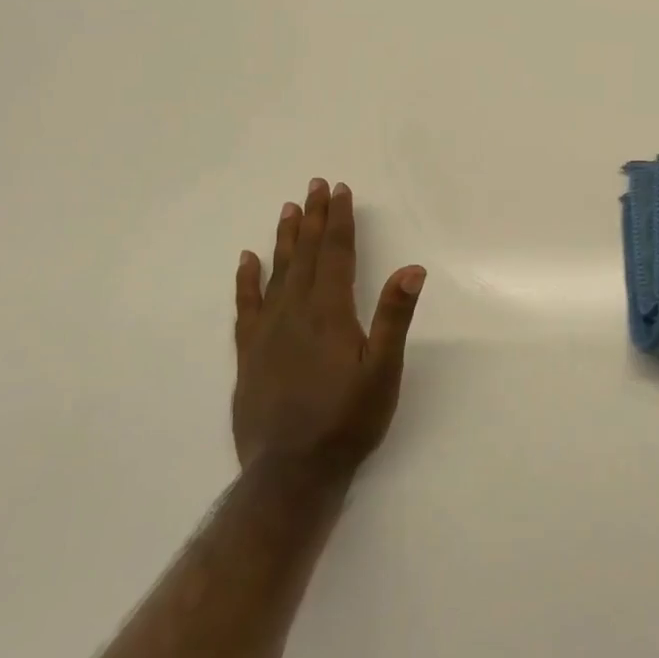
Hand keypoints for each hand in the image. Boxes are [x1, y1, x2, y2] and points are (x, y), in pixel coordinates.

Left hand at [233, 178, 424, 483]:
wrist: (291, 472)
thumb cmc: (348, 420)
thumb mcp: (383, 371)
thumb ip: (394, 317)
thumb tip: (412, 268)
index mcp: (330, 313)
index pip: (336, 254)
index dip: (339, 221)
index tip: (340, 191)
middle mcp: (295, 313)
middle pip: (307, 255)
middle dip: (315, 218)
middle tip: (316, 185)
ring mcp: (267, 332)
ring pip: (277, 273)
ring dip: (286, 239)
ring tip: (289, 209)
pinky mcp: (249, 354)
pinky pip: (246, 306)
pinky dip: (247, 279)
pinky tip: (248, 259)